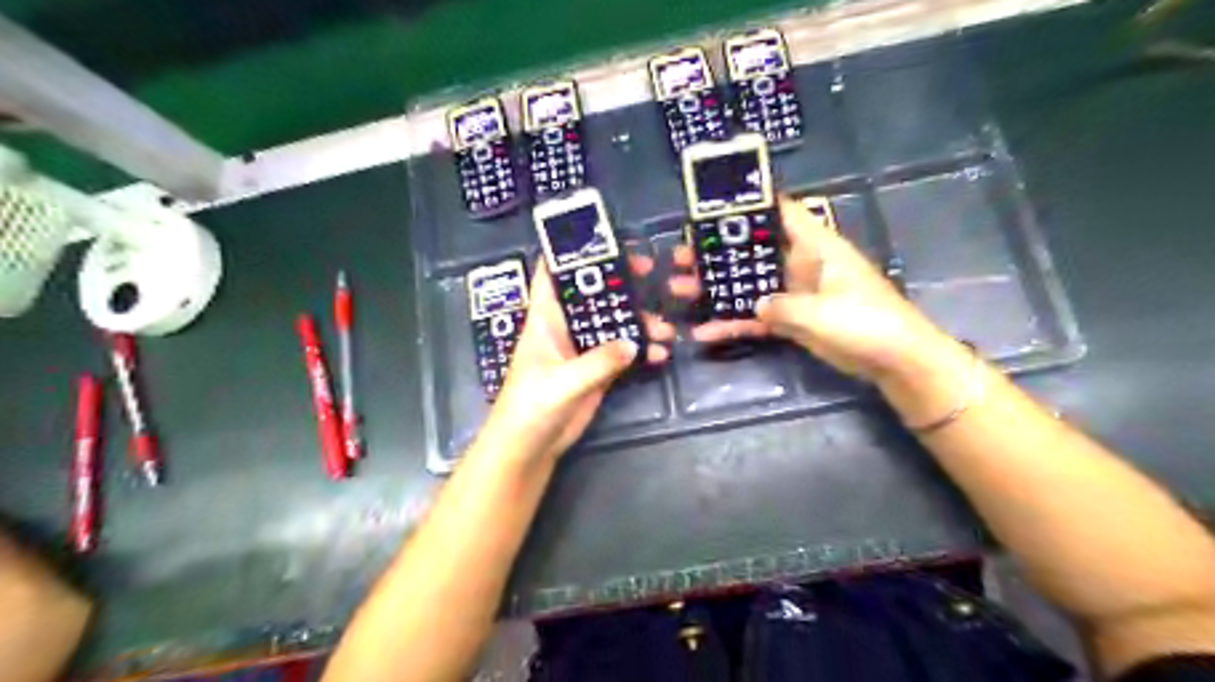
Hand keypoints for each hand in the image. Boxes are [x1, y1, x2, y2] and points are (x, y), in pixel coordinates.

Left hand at [482, 255, 673, 462]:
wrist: (529, 446)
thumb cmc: (531, 406)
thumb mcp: (563, 382)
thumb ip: (598, 362)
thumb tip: (634, 342)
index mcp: (545, 319)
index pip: (552, 274)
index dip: (571, 252)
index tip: (602, 237)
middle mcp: (565, 327)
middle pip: (593, 293)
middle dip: (620, 281)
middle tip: (651, 272)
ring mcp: (583, 348)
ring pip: (613, 323)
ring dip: (639, 321)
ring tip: (666, 329)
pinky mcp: (596, 370)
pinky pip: (622, 352)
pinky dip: (641, 350)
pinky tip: (660, 355)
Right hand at [670, 195, 952, 383]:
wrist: (894, 360)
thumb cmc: (866, 322)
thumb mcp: (822, 311)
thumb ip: (782, 305)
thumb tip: (755, 305)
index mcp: (814, 247)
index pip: (780, 213)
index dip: (749, 206)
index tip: (713, 209)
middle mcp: (800, 264)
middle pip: (751, 252)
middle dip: (717, 254)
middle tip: (680, 257)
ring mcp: (794, 293)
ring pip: (747, 286)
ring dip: (716, 289)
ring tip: (679, 290)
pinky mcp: (792, 320)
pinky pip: (755, 318)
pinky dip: (732, 324)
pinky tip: (704, 332)